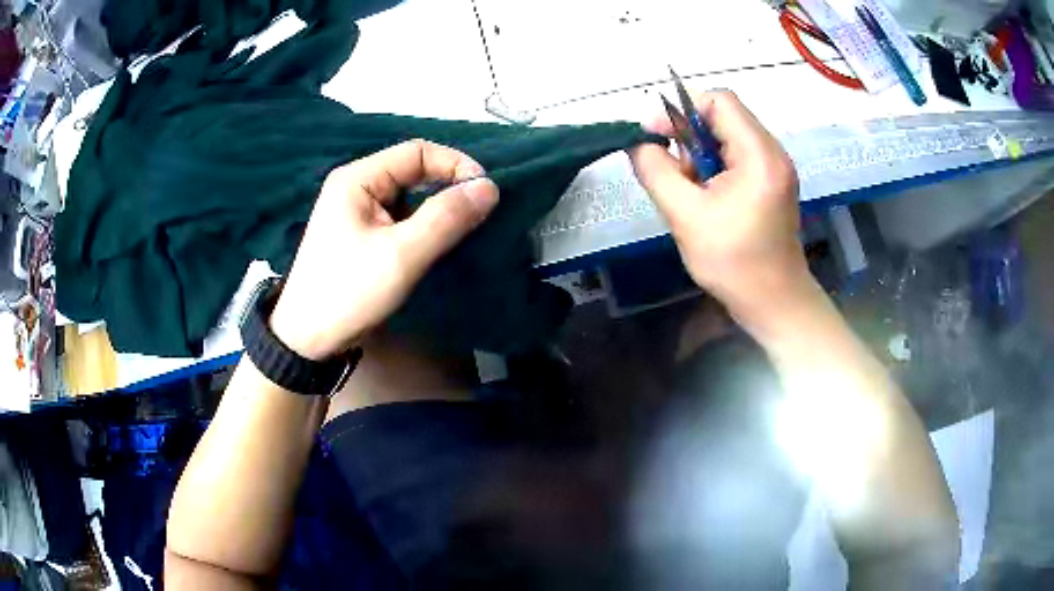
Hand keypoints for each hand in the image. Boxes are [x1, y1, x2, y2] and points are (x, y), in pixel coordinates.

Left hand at [269, 140, 498, 359]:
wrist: (308, 340)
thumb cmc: (349, 292)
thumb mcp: (401, 255)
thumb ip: (446, 218)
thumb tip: (489, 188)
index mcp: (358, 179)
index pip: (416, 152)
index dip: (454, 164)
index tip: (485, 191)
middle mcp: (356, 187)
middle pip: (412, 171)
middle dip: (447, 187)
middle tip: (479, 212)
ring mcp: (357, 212)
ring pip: (409, 197)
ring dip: (437, 208)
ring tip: (465, 228)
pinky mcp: (362, 235)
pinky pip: (401, 218)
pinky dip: (424, 226)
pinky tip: (439, 242)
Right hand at [629, 90, 817, 336]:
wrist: (774, 302)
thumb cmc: (734, 262)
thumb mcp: (685, 215)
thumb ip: (655, 171)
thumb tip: (638, 143)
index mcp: (759, 154)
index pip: (718, 100)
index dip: (682, 111)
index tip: (657, 138)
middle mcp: (773, 152)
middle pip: (723, 117)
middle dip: (690, 139)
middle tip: (677, 176)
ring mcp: (776, 168)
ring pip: (728, 138)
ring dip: (700, 156)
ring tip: (692, 194)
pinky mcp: (773, 183)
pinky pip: (737, 158)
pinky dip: (714, 169)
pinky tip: (707, 199)